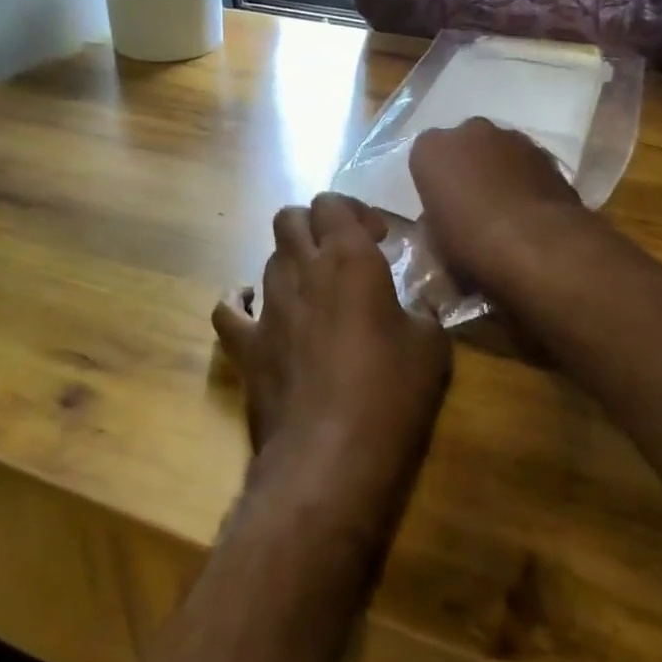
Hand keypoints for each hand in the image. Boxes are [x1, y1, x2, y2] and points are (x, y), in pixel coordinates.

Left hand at [212, 194, 451, 522]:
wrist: (331, 457)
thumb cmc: (391, 394)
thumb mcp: (431, 346)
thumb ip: (423, 311)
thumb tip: (417, 307)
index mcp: (348, 259)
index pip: (333, 203)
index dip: (353, 212)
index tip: (376, 239)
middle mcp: (302, 270)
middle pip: (290, 218)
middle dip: (314, 225)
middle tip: (343, 255)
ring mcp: (268, 307)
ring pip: (267, 257)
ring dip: (291, 262)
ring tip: (315, 290)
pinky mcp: (246, 346)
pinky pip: (230, 309)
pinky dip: (241, 300)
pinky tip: (256, 308)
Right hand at [409, 119, 584, 287]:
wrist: (538, 245)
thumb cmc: (473, 244)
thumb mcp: (436, 242)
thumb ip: (435, 220)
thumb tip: (445, 218)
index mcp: (432, 150)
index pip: (424, 158)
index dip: (434, 182)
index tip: (441, 206)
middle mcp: (469, 132)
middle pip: (463, 146)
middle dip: (466, 168)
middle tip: (472, 204)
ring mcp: (511, 137)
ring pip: (497, 151)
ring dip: (497, 171)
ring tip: (506, 209)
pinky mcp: (545, 151)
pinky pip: (525, 162)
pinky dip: (525, 178)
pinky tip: (530, 209)